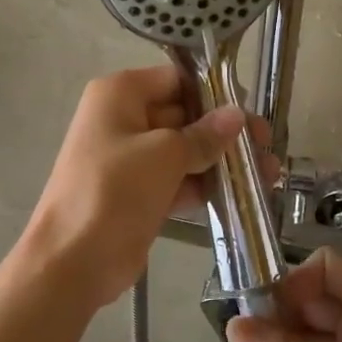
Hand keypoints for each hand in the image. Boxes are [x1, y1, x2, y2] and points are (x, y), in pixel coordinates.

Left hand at [25, 66, 275, 309]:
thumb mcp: (164, 155)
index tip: (249, 110)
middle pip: (183, 115)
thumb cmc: (114, 191)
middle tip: (267, 144)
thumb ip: (204, 134)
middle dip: (225, 131)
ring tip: (269, 172)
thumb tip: (237, 115)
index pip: (176, 80)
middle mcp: (123, 119)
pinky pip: (177, 179)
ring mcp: (130, 158)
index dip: (213, 93)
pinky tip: (244, 193)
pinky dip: (205, 185)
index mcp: (120, 94)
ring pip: (184, 150)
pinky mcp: (138, 193)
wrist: (72, 261)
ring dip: (222, 161)